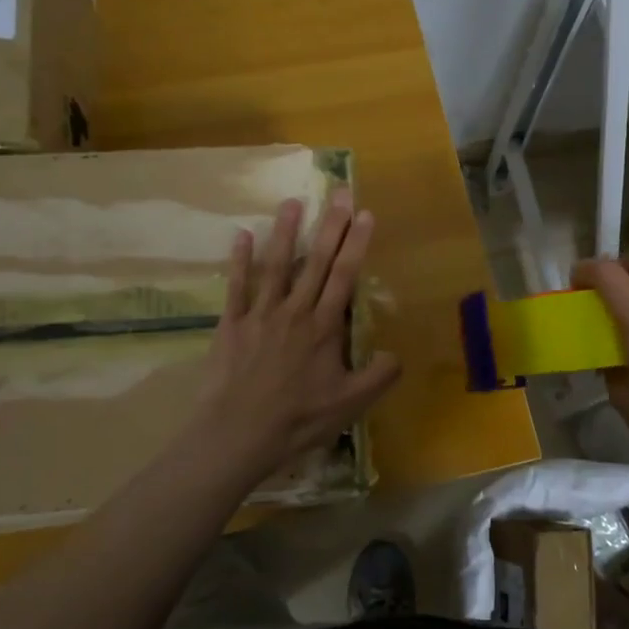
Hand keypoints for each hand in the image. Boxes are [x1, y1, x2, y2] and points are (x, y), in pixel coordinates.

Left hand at [189, 189, 401, 481]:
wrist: (237, 435)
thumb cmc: (298, 421)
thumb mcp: (349, 405)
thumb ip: (378, 376)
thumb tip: (397, 353)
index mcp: (324, 328)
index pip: (345, 276)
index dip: (356, 243)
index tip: (365, 213)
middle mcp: (294, 311)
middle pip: (316, 261)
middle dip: (330, 225)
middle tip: (339, 192)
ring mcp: (260, 314)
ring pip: (276, 265)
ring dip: (285, 232)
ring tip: (292, 202)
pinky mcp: (231, 324)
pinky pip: (236, 286)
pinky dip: (240, 260)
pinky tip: (241, 236)